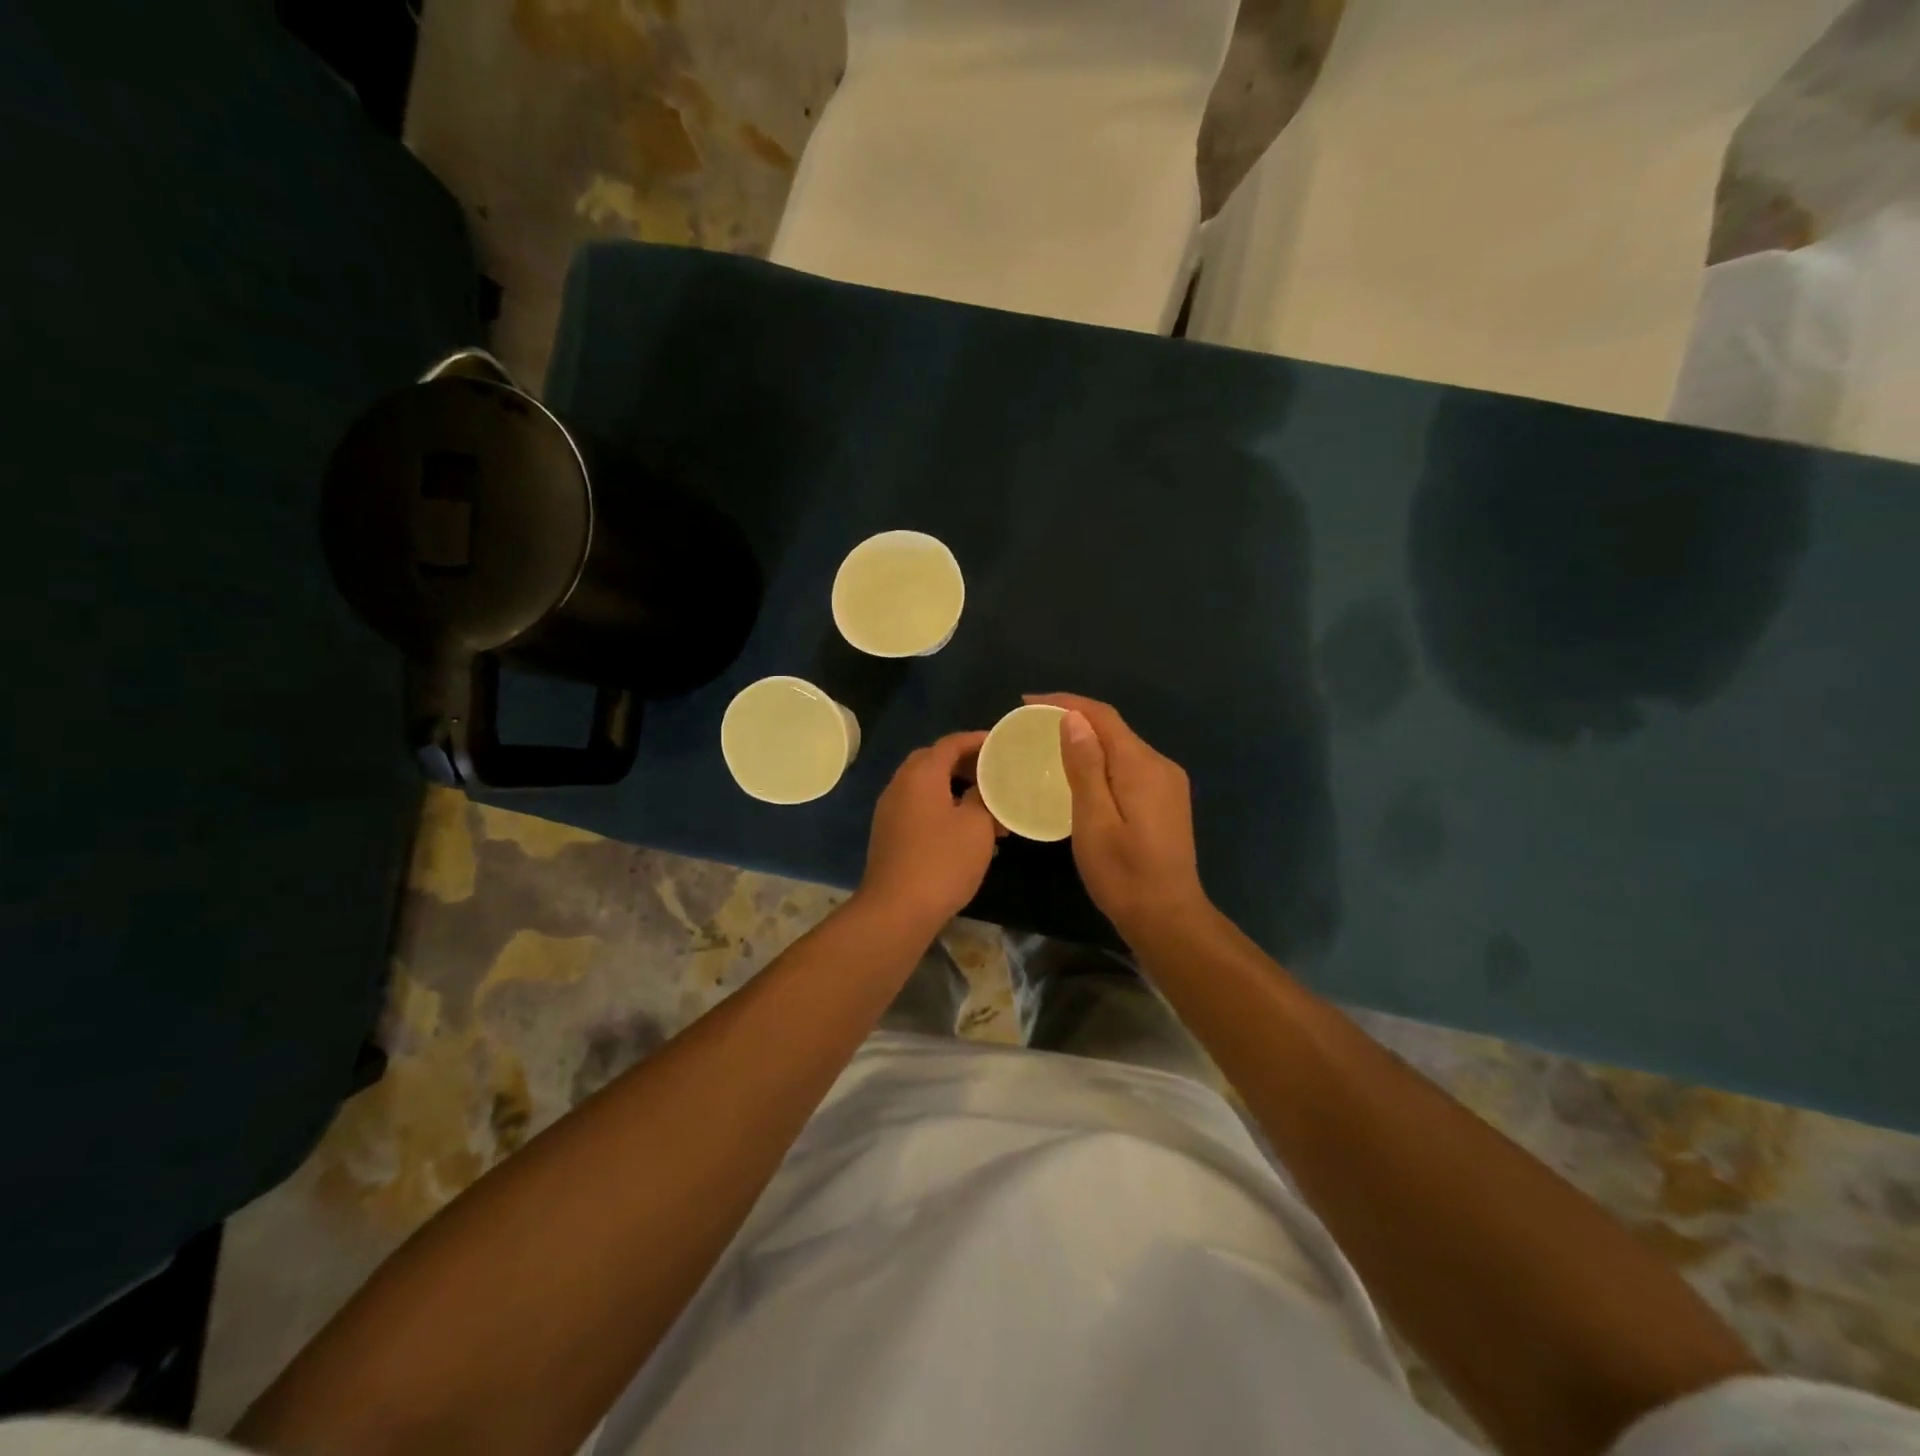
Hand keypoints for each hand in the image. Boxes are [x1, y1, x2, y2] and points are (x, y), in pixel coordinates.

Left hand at [858, 731, 1000, 928]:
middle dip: (966, 764)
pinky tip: (965, 830)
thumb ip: (983, 797)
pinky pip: (919, 807)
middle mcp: (900, 784)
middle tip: (995, 773)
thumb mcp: (977, 825)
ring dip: (955, 789)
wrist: (897, 909)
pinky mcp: (889, 834)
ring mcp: (890, 810)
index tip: (1002, 744)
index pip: (951, 743)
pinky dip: (942, 807)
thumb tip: (981, 788)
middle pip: (935, 761)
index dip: (978, 740)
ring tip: (987, 806)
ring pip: (927, 787)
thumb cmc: (942, 861)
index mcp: (921, 774)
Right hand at [1025, 694, 1210, 942]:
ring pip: (1122, 747)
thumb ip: (1085, 767)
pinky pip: (1129, 766)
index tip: (1027, 703)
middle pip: (1114, 729)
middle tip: (1032, 726)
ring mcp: (1168, 783)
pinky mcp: (1166, 800)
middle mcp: (1160, 765)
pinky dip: (1102, 760)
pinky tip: (1081, 773)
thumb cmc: (1123, 874)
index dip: (1065, 702)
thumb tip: (1073, 719)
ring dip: (1088, 739)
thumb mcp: (1094, 820)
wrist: (1168, 918)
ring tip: (1049, 745)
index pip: (1103, 716)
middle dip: (1074, 718)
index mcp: (1142, 765)